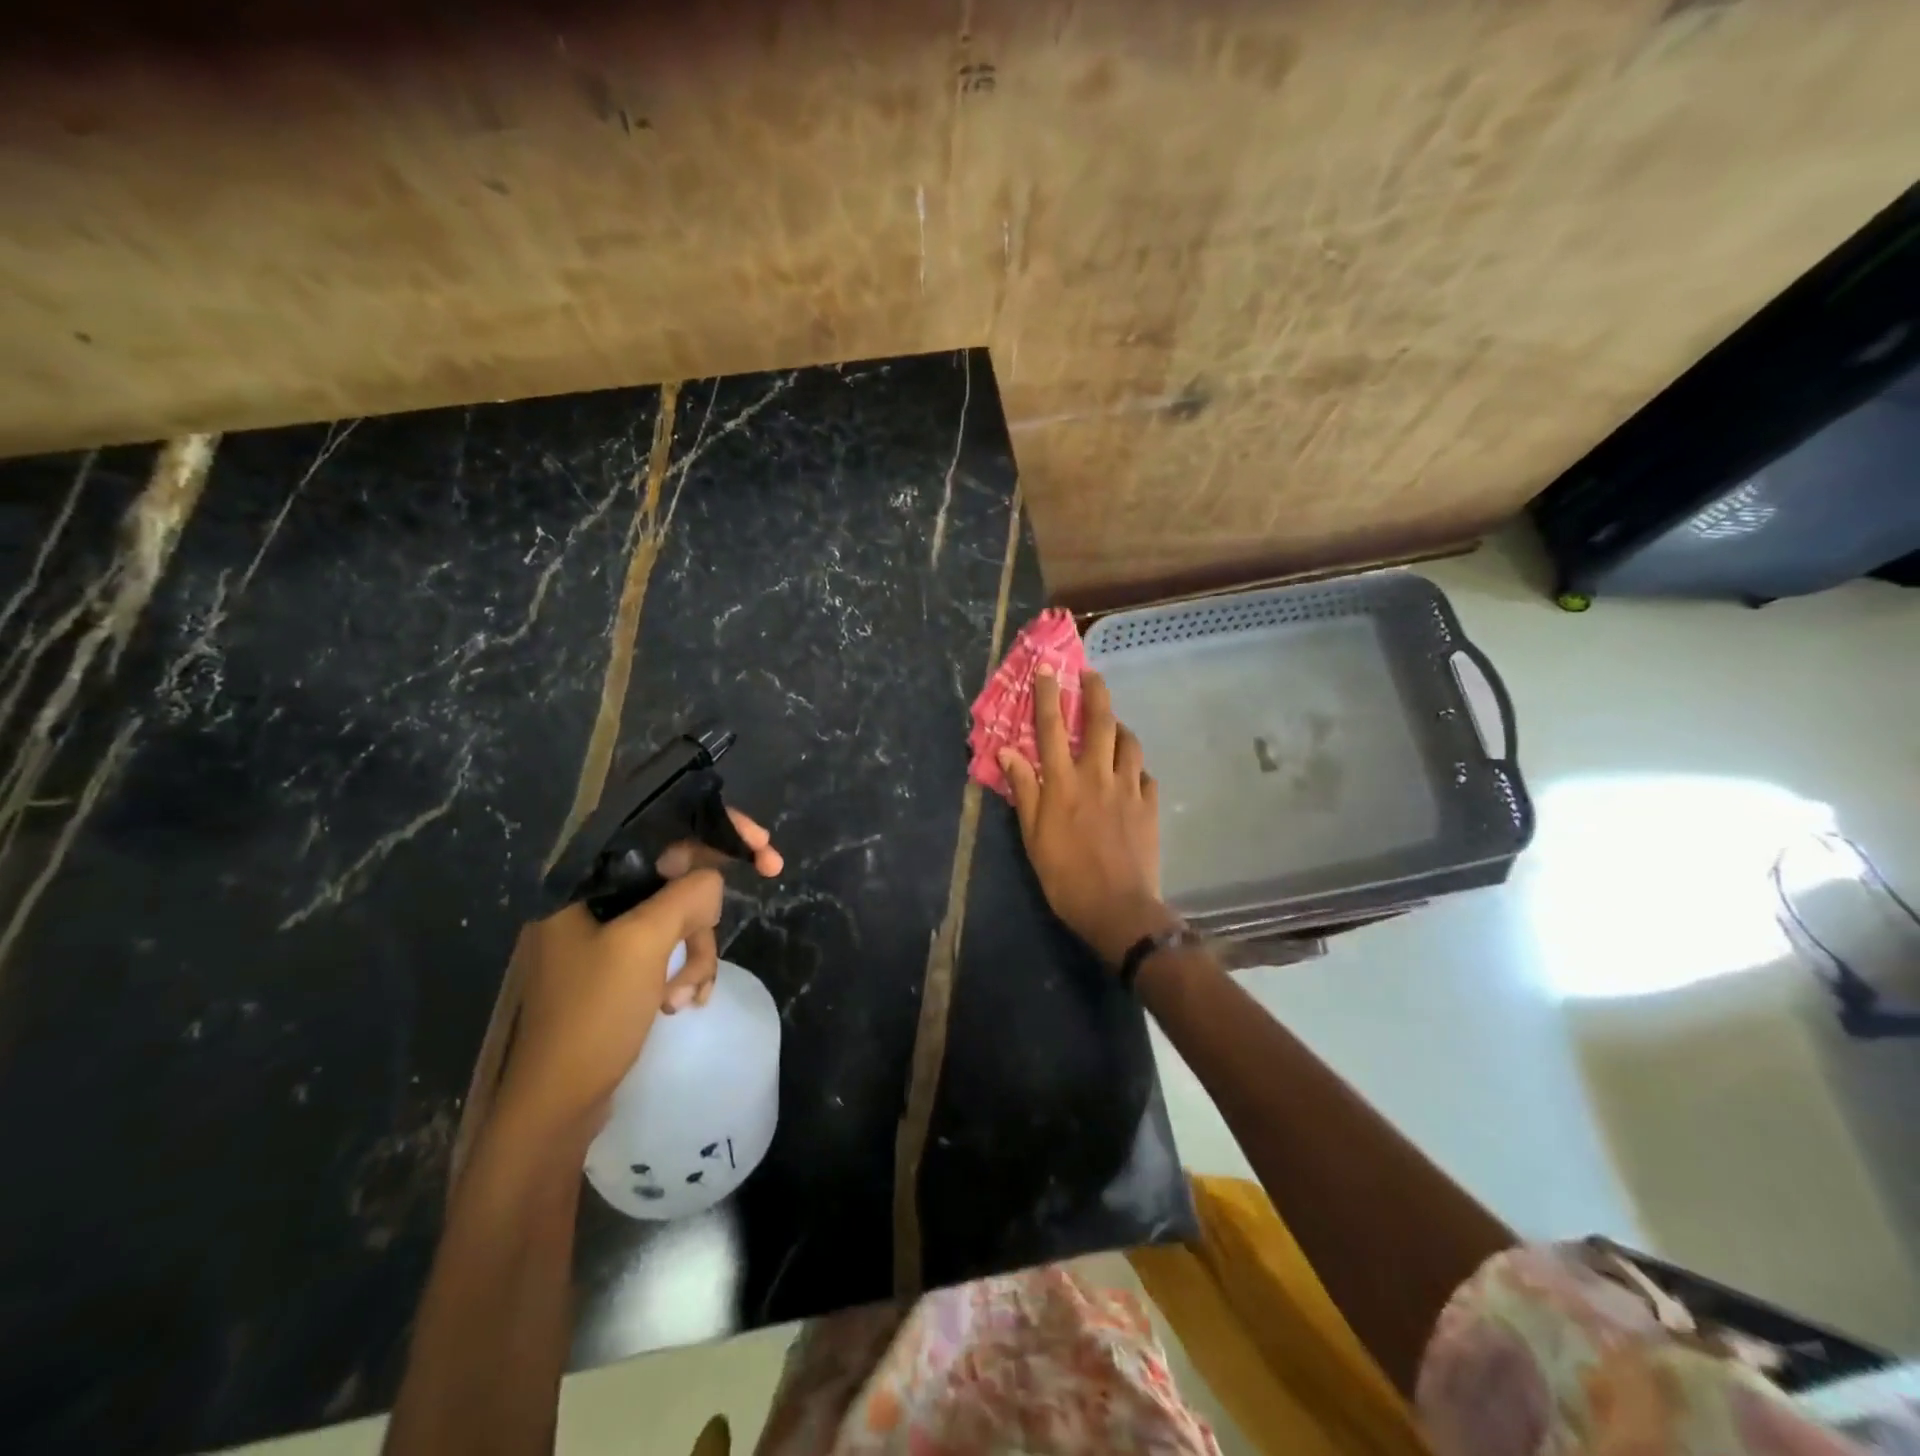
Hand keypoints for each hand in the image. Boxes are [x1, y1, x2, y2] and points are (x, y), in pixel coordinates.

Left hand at [497, 809, 782, 1133]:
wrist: (555, 1107)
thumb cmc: (591, 1015)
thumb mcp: (643, 944)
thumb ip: (686, 896)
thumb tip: (713, 880)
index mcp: (585, 880)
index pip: (657, 828)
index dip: (714, 826)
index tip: (760, 842)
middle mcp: (593, 898)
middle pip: (675, 871)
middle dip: (712, 897)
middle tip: (772, 870)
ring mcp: (606, 934)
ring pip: (679, 914)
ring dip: (697, 950)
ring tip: (687, 993)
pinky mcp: (620, 966)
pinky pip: (670, 947)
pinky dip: (686, 969)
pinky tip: (684, 1002)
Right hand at [998, 669, 1178, 967]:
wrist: (1117, 908)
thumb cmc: (1065, 876)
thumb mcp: (1033, 836)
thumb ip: (1024, 790)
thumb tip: (1007, 751)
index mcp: (1063, 782)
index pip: (1051, 728)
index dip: (1048, 695)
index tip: (1048, 669)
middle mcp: (1097, 775)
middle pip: (1100, 722)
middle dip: (1096, 692)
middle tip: (1092, 675)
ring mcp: (1128, 788)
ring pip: (1128, 743)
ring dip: (1120, 727)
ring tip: (1114, 726)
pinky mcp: (1149, 805)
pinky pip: (1145, 775)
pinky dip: (1135, 767)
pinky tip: (1131, 774)